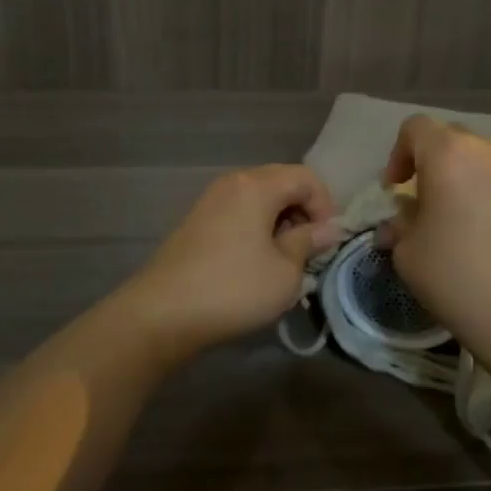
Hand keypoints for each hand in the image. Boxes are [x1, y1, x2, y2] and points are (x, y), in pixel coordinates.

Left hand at [119, 164, 344, 361]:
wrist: (162, 313)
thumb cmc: (233, 289)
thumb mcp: (285, 272)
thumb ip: (309, 243)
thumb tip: (328, 229)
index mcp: (257, 185)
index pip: (306, 178)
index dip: (326, 206)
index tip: (327, 241)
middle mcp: (232, 182)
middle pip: (281, 182)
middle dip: (303, 212)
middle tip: (309, 250)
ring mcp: (210, 200)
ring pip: (259, 199)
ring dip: (279, 222)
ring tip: (284, 259)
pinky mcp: (196, 221)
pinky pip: (238, 212)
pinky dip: (256, 228)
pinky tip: (255, 262)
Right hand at [377, 116, 490, 346]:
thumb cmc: (458, 278)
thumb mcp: (408, 254)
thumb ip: (400, 225)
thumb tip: (402, 222)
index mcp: (449, 154)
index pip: (415, 128)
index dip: (399, 154)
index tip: (397, 190)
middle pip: (455, 140)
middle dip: (437, 165)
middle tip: (432, 205)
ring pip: (490, 161)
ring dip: (473, 180)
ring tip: (473, 221)